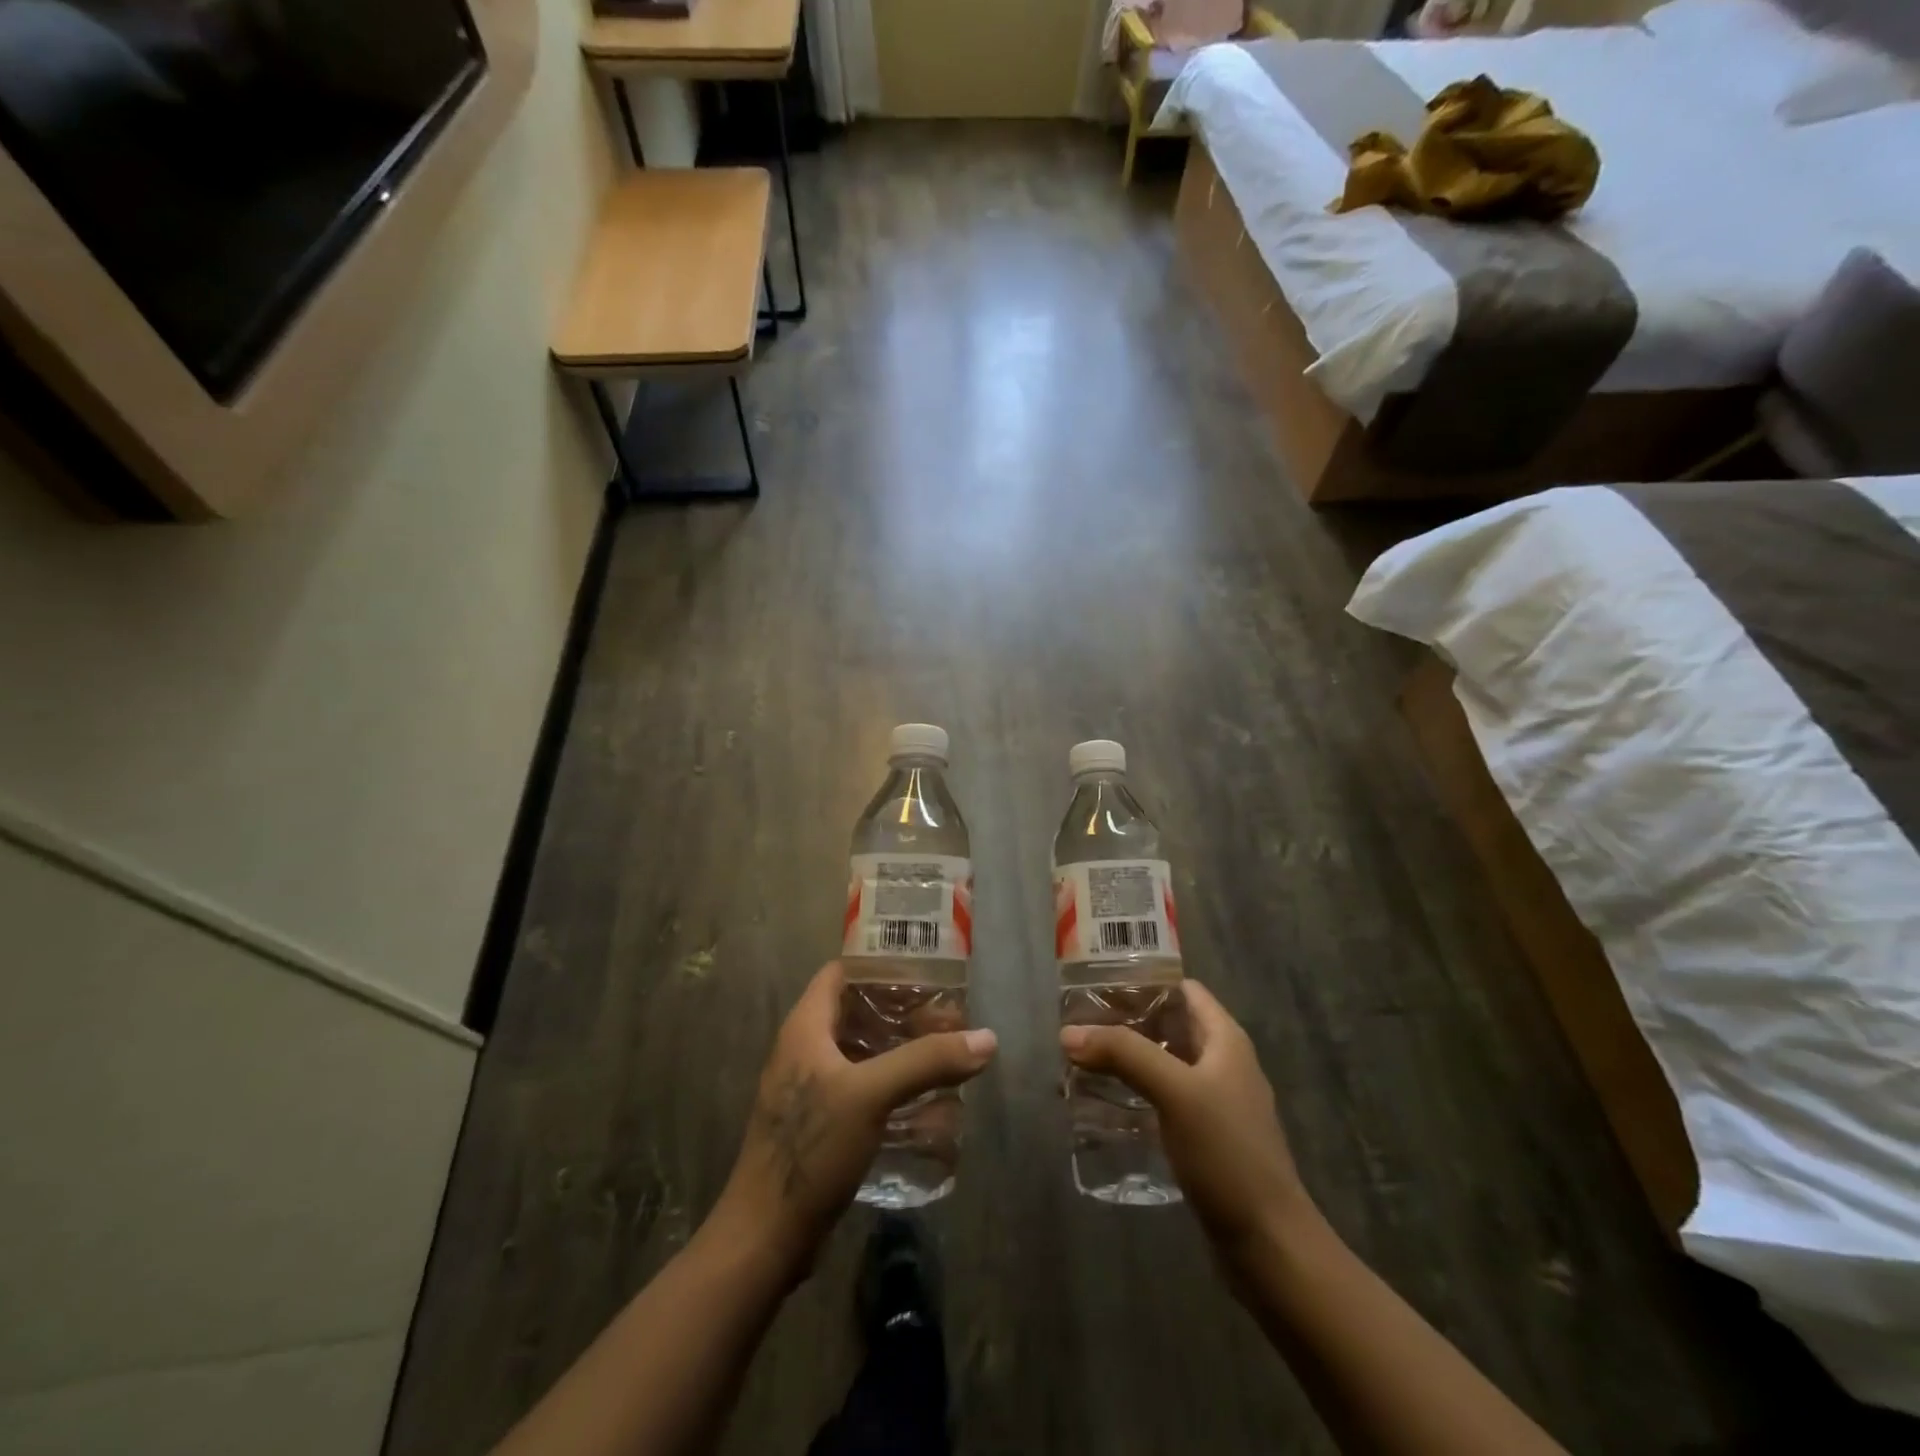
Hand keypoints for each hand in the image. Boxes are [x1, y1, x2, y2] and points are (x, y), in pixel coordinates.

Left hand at [712, 961, 996, 1279]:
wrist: (766, 1237)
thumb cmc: (811, 1149)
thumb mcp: (871, 1095)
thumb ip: (926, 1061)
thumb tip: (986, 1038)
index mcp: (805, 1027)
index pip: (842, 972)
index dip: (879, 963)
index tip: (924, 969)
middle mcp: (804, 1048)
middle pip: (856, 1010)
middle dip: (900, 1009)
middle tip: (947, 1015)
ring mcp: (809, 1087)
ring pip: (860, 1050)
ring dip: (898, 1047)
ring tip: (944, 1050)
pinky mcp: (819, 1122)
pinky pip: (860, 1085)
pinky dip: (890, 1081)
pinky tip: (923, 1097)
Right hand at [1061, 981, 1311, 1262]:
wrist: (1268, 1245)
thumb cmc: (1229, 1154)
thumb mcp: (1176, 1092)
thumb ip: (1124, 1055)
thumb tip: (1068, 1033)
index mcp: (1225, 1040)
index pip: (1182, 989)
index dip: (1143, 980)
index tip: (1096, 982)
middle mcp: (1220, 1063)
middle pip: (1167, 1026)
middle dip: (1123, 1021)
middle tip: (1075, 1022)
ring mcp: (1212, 1102)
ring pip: (1160, 1064)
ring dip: (1123, 1058)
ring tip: (1077, 1059)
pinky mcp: (1201, 1137)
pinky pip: (1160, 1100)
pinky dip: (1131, 1094)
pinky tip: (1099, 1103)